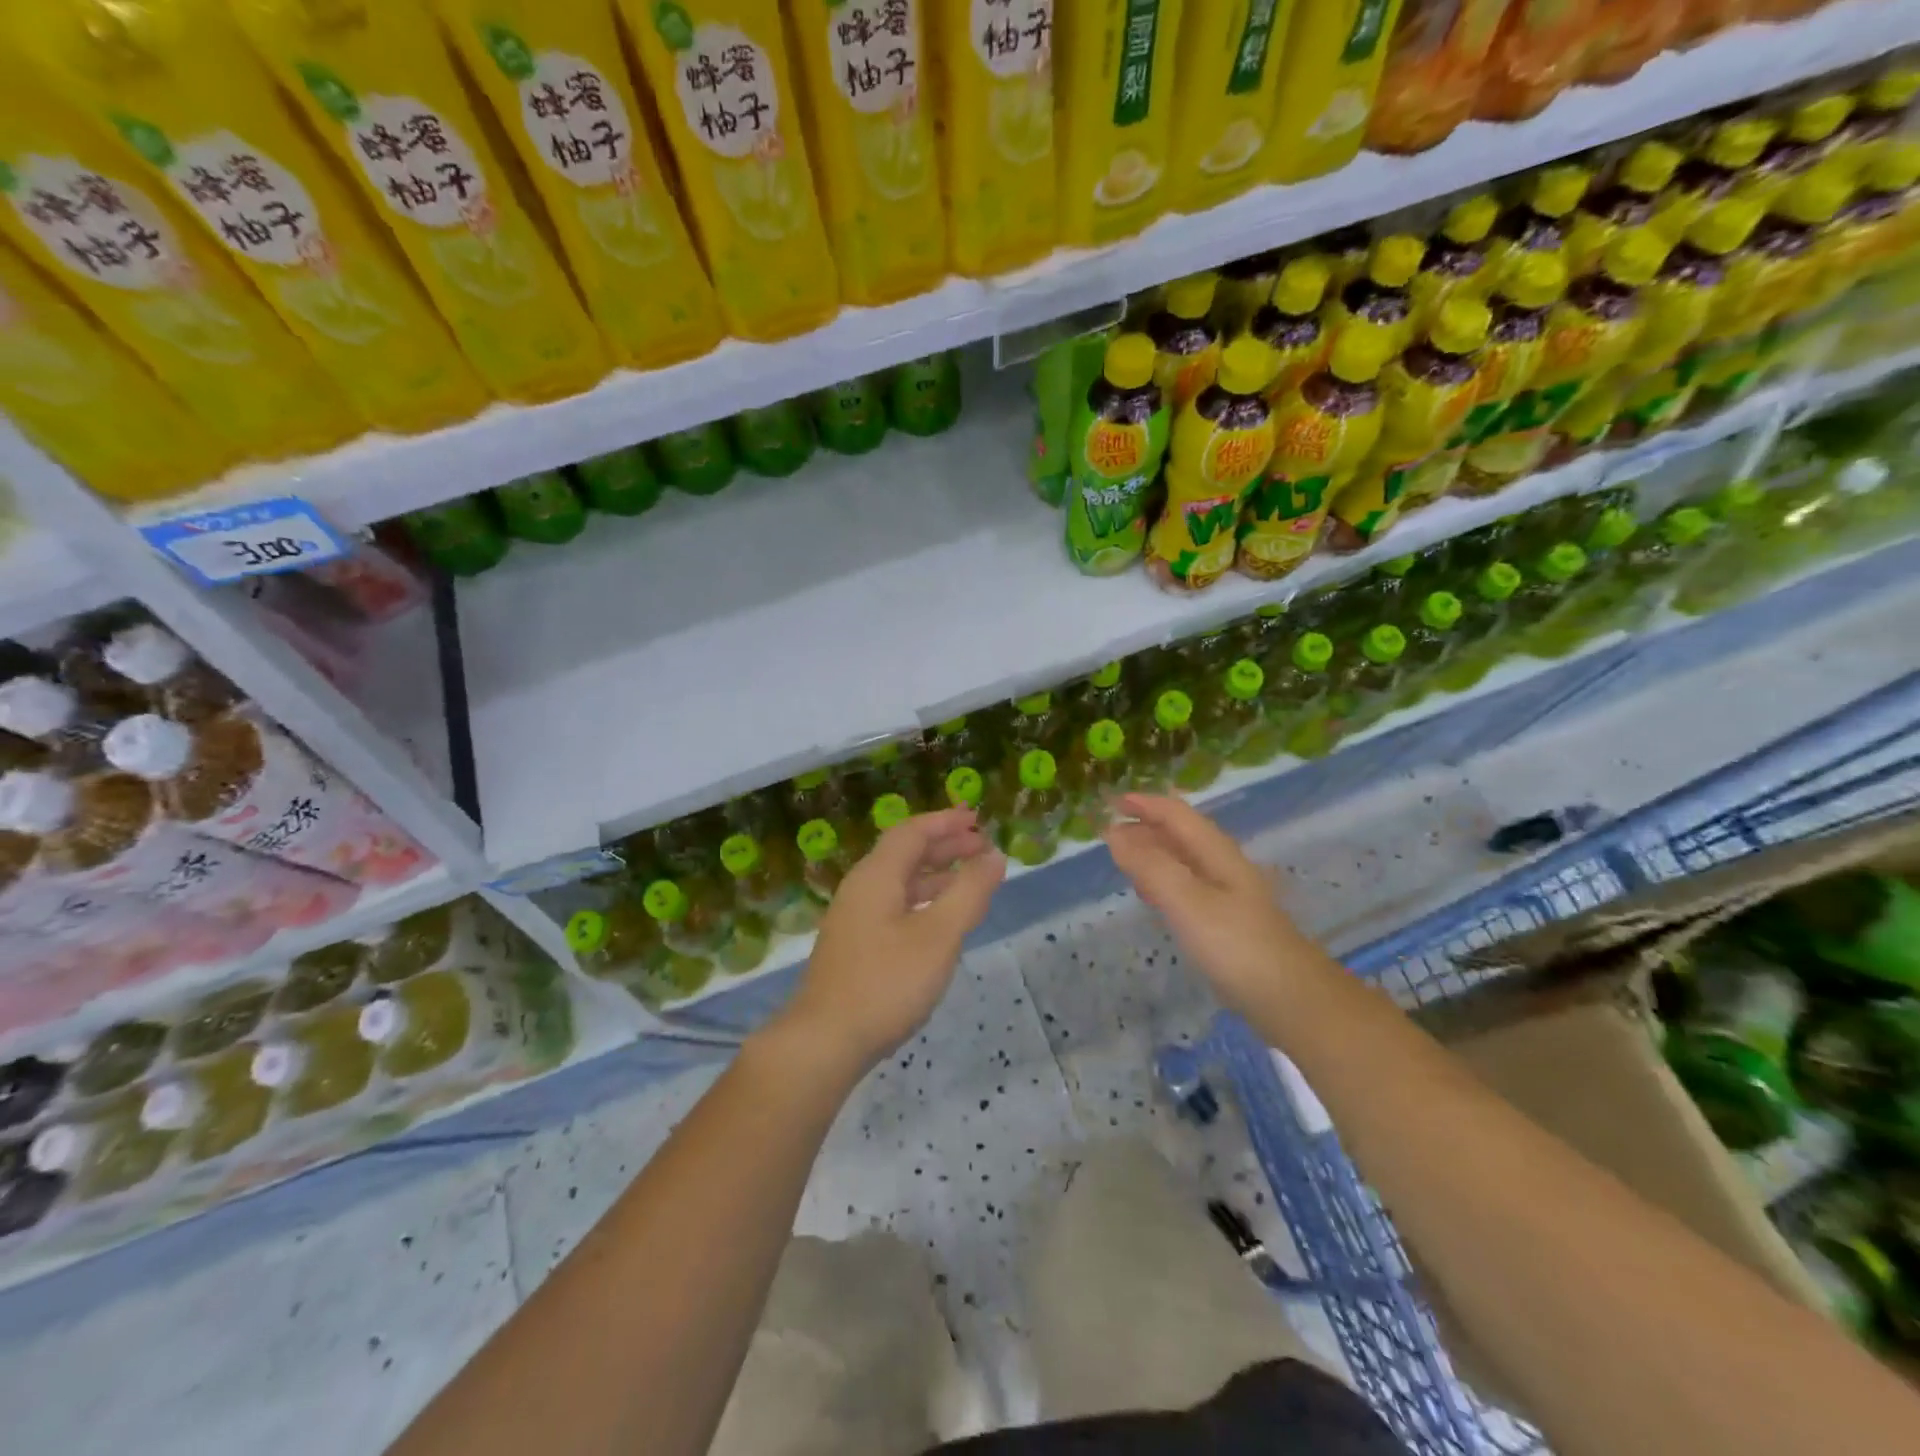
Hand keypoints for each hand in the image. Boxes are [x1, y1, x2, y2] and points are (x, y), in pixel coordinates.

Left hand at [774, 806, 1004, 1073]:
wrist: (824, 1041)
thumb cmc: (886, 982)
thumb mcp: (938, 935)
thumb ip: (969, 892)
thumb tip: (994, 856)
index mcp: (876, 876)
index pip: (912, 832)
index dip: (946, 822)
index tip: (977, 819)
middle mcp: (861, 889)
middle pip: (904, 853)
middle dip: (944, 846)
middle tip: (981, 846)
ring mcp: (854, 919)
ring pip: (900, 882)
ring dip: (935, 874)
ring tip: (970, 880)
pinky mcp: (855, 946)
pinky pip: (894, 906)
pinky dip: (923, 901)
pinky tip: (940, 921)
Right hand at [1104, 794, 1332, 1019]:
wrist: (1290, 998)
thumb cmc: (1235, 944)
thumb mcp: (1187, 900)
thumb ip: (1150, 865)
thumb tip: (1114, 832)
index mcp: (1216, 852)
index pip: (1176, 814)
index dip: (1145, 803)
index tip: (1111, 801)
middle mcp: (1223, 866)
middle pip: (1181, 834)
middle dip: (1146, 826)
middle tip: (1110, 831)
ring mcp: (1227, 895)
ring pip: (1183, 860)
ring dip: (1153, 852)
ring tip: (1123, 857)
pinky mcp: (1226, 922)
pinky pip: (1186, 887)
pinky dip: (1162, 880)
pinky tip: (1153, 896)